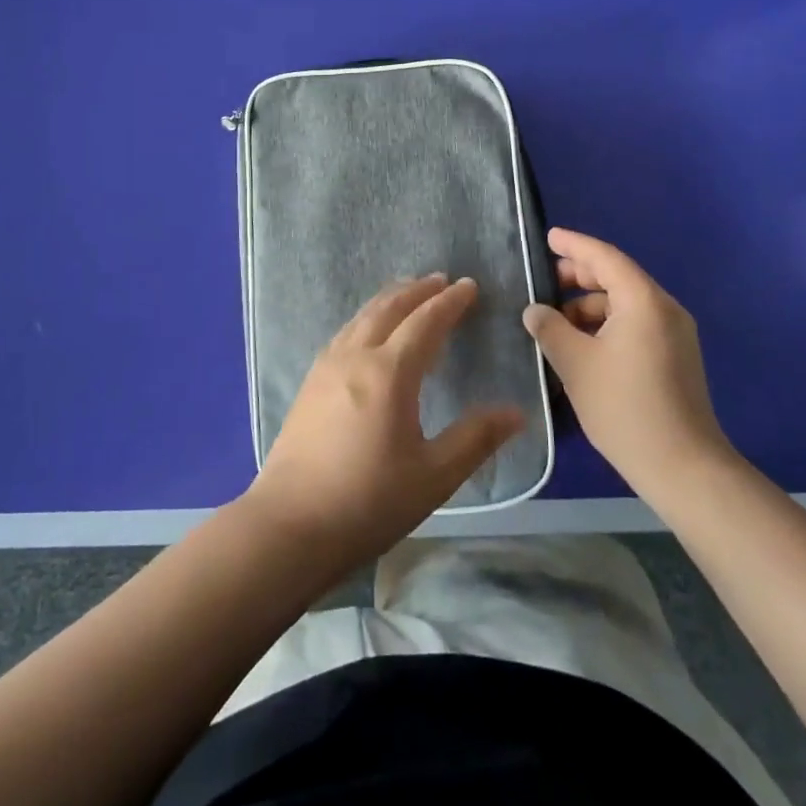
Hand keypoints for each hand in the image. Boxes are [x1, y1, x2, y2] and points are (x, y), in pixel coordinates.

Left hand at [245, 275, 524, 567]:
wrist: (290, 525)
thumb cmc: (368, 502)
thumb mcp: (434, 476)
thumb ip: (476, 438)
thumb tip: (516, 412)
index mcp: (389, 372)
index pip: (426, 322)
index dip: (450, 302)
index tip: (469, 286)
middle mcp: (356, 356)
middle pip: (389, 308)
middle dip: (418, 290)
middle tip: (441, 280)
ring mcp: (326, 367)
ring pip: (361, 317)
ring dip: (389, 299)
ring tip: (407, 293)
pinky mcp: (309, 383)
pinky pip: (344, 333)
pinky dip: (365, 318)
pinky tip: (366, 331)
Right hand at [522, 228, 734, 494]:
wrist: (683, 467)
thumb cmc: (625, 407)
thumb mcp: (575, 364)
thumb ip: (550, 328)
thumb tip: (534, 310)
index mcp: (643, 301)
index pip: (604, 257)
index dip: (574, 245)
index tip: (548, 237)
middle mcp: (664, 309)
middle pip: (618, 277)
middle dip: (579, 275)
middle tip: (543, 281)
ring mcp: (675, 334)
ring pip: (625, 303)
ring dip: (590, 304)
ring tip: (555, 319)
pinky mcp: (675, 356)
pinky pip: (636, 323)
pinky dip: (606, 324)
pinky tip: (581, 343)